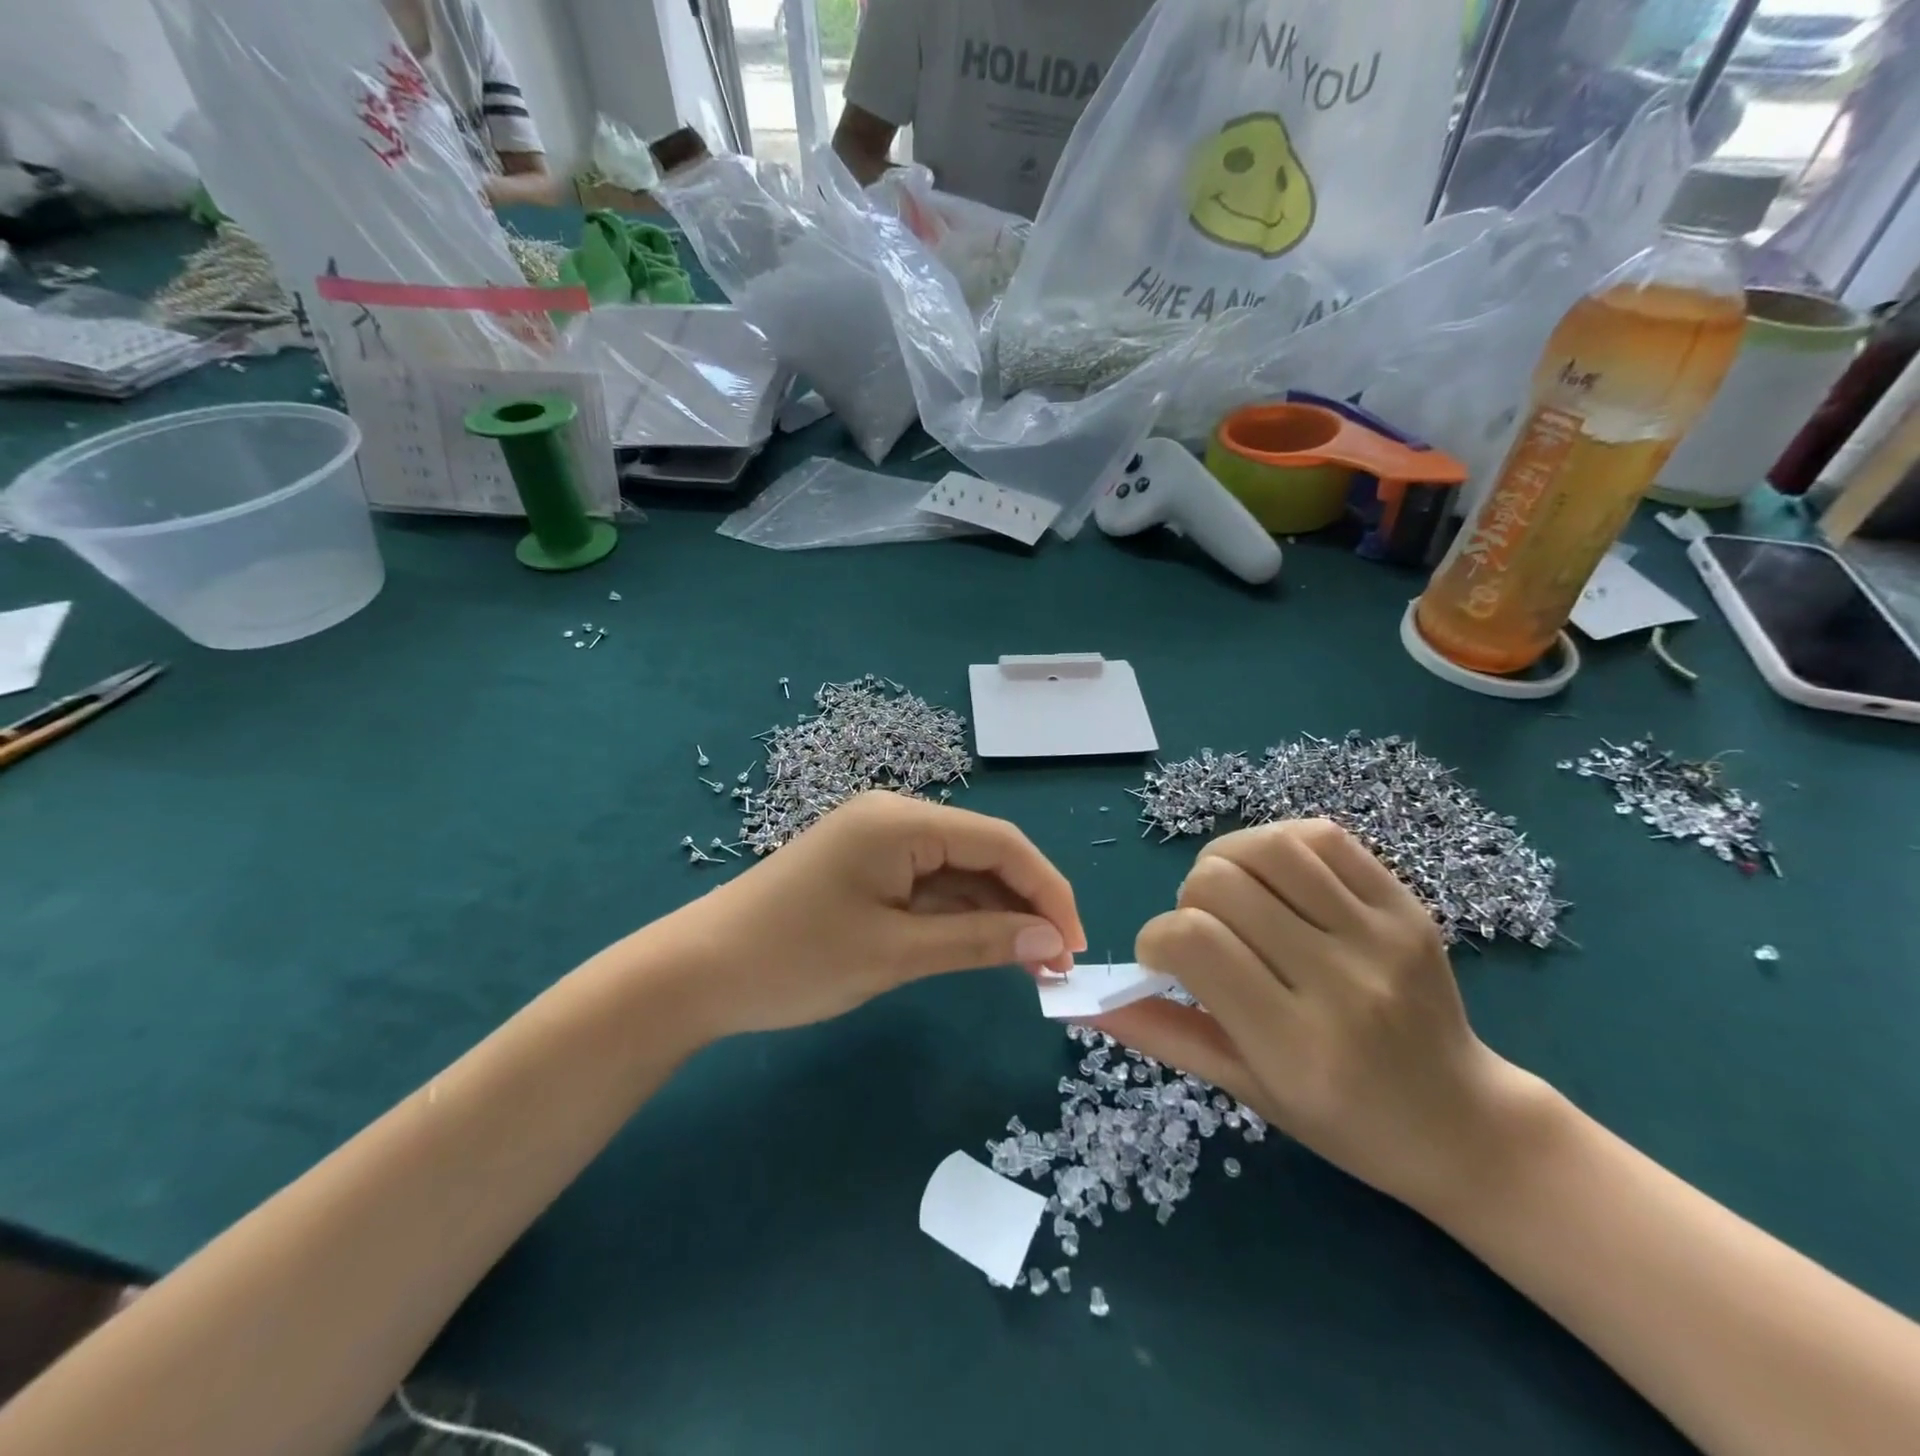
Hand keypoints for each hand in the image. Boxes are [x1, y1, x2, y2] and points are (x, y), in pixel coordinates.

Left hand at [663, 791, 1085, 1037]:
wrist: (696, 973)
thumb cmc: (795, 960)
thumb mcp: (894, 954)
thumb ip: (979, 942)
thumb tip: (1053, 941)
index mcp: (902, 820)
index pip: (1001, 844)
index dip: (1048, 891)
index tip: (1077, 945)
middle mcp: (895, 816)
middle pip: (983, 852)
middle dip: (1025, 904)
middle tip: (1056, 964)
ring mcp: (878, 840)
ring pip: (958, 870)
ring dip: (995, 913)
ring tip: (1031, 964)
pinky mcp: (866, 865)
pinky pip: (928, 883)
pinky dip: (958, 915)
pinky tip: (985, 946)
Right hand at [1093, 818, 1536, 1213]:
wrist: (1463, 1124)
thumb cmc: (1344, 1123)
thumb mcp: (1246, 1090)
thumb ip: (1164, 1035)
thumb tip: (1088, 1000)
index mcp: (1295, 1043)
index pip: (1192, 942)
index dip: (1154, 939)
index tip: (1163, 962)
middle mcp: (1340, 981)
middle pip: (1219, 881)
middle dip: (1188, 900)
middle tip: (1204, 933)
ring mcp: (1380, 935)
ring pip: (1267, 846)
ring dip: (1226, 861)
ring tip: (1233, 895)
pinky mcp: (1406, 905)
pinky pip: (1322, 836)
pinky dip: (1276, 844)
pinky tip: (1274, 878)